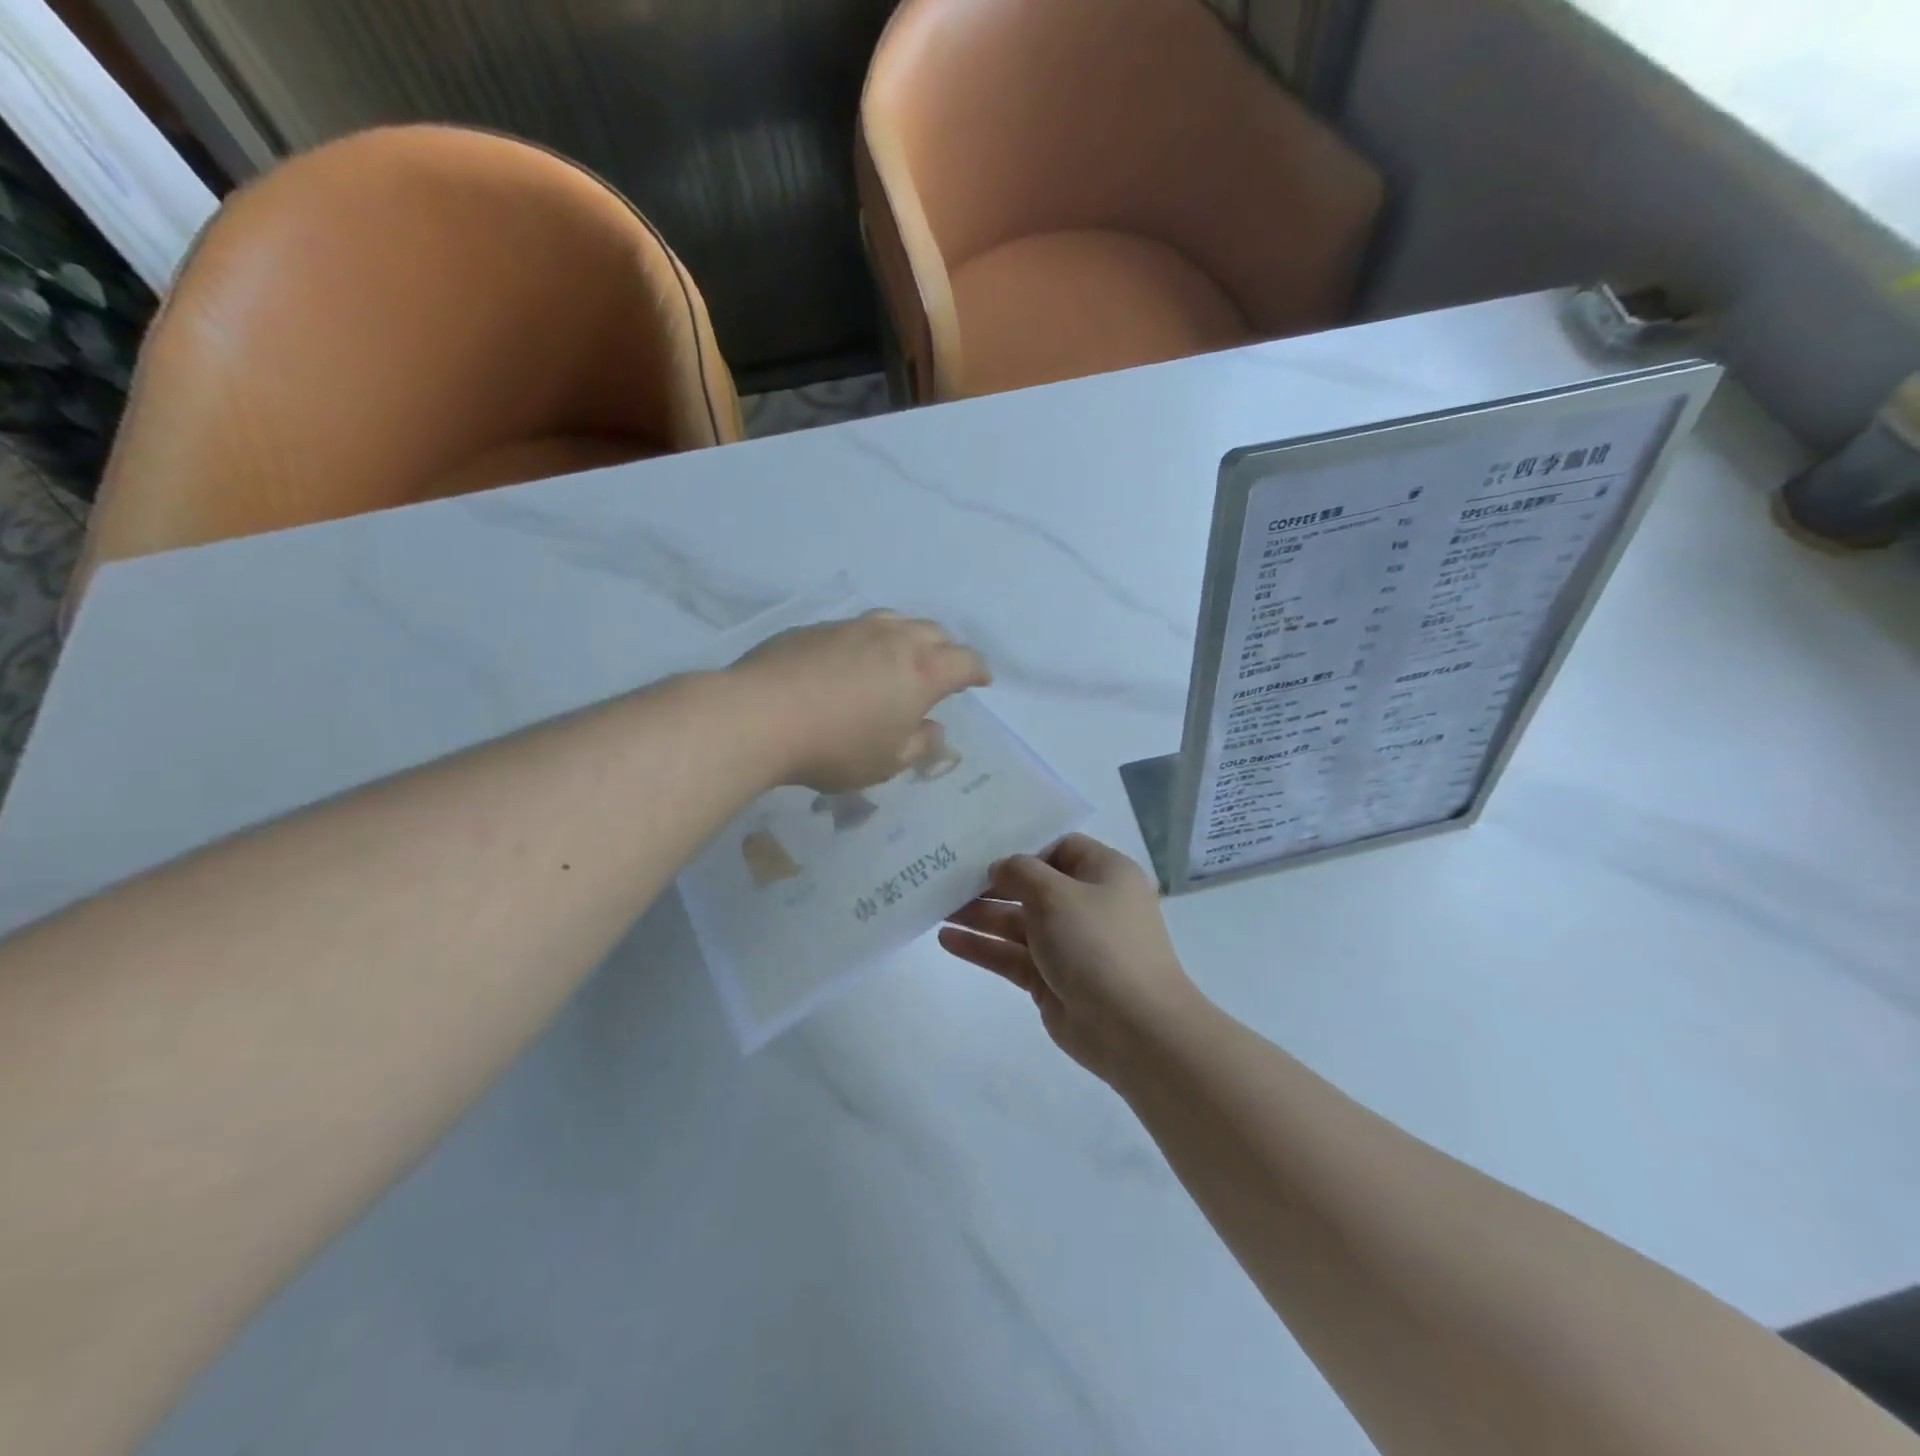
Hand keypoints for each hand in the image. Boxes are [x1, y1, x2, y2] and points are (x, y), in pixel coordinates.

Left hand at [730, 609, 990, 793]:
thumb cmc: (835, 748)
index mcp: (922, 671)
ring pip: (895, 620)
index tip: (981, 680)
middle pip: (934, 631)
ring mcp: (853, 627)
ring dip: (910, 634)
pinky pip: (857, 627)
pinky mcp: (817, 628)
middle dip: (947, 648)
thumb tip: (936, 731)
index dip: (978, 670)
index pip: (965, 661)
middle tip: (945, 667)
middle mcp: (893, 639)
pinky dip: (870, 639)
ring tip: (904, 652)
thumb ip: (919, 745)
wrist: (759, 716)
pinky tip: (854, 657)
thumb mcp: (886, 762)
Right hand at [939, 834, 1204, 1084]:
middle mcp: (1088, 905)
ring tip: (938, 907)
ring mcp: (1069, 944)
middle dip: (992, 884)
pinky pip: (1012, 955)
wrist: (1134, 1029)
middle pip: (1033, 886)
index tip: (984, 852)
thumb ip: (1020, 872)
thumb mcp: (1056, 894)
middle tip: (948, 879)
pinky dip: (983, 947)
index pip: (1060, 849)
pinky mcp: (1051, 979)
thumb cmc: (1098, 944)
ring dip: (981, 914)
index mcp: (1104, 874)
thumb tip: (1001, 868)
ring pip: (1018, 922)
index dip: (1023, 849)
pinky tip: (946, 939)